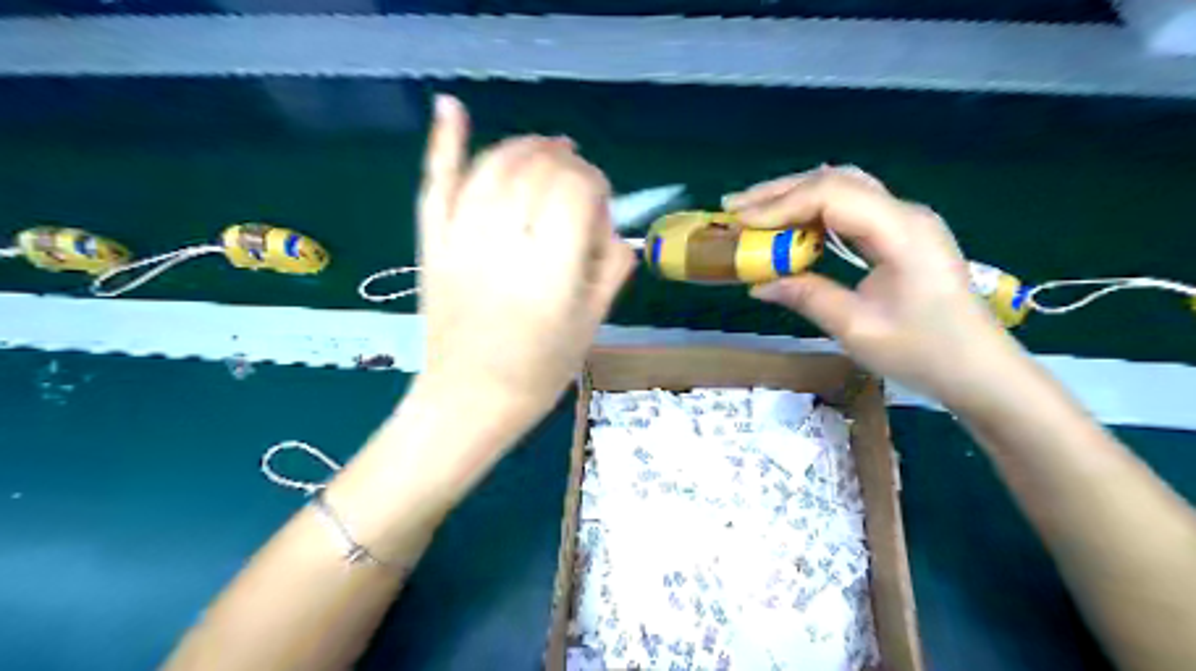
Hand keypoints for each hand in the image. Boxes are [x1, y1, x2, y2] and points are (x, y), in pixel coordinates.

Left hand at [412, 95, 634, 425]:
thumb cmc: (540, 371)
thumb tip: (615, 228)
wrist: (470, 400)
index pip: (578, 190)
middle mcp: (506, 242)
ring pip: (496, 165)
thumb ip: (612, 269)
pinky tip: (451, 106)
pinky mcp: (433, 242)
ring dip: (525, 147)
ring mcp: (462, 238)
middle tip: (578, 182)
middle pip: (539, 169)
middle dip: (566, 162)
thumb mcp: (592, 324)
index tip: (599, 205)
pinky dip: (444, 142)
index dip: (595, 186)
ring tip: (545, 150)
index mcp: (552, 268)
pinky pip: (436, 183)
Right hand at [724, 165, 1022, 405]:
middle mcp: (904, 213)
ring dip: (795, 197)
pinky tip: (791, 227)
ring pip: (843, 189)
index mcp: (900, 231)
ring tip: (753, 212)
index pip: (831, 195)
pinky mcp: (901, 235)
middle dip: (780, 192)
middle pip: (835, 180)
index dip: (780, 205)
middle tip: (734, 207)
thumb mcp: (857, 328)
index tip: (740, 223)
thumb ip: (807, 296)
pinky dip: (814, 213)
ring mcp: (905, 221)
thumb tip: (759, 283)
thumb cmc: (925, 353)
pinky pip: (851, 209)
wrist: (981, 371)